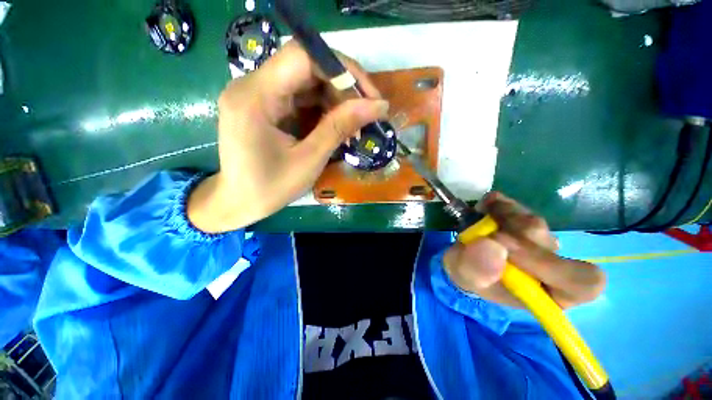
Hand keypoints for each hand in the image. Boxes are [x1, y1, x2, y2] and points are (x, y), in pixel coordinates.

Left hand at [188, 41, 388, 231]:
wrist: (238, 203)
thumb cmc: (270, 188)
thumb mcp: (310, 160)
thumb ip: (340, 127)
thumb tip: (378, 106)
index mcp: (255, 96)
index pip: (303, 57)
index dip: (342, 69)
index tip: (369, 95)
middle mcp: (251, 85)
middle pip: (306, 67)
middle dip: (342, 87)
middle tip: (366, 113)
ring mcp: (257, 94)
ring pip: (305, 82)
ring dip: (335, 101)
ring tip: (354, 126)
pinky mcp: (264, 106)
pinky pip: (299, 97)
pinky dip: (322, 110)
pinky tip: (336, 127)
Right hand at [443, 192, 605, 308]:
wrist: (464, 259)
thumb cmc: (470, 276)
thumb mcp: (466, 278)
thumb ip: (476, 270)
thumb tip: (493, 245)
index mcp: (549, 292)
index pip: (582, 282)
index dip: (550, 265)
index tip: (506, 249)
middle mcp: (552, 264)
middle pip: (547, 243)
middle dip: (508, 236)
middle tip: (481, 232)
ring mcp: (539, 238)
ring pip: (531, 221)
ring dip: (499, 218)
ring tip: (479, 224)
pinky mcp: (524, 218)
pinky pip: (516, 205)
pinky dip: (496, 203)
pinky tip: (484, 209)